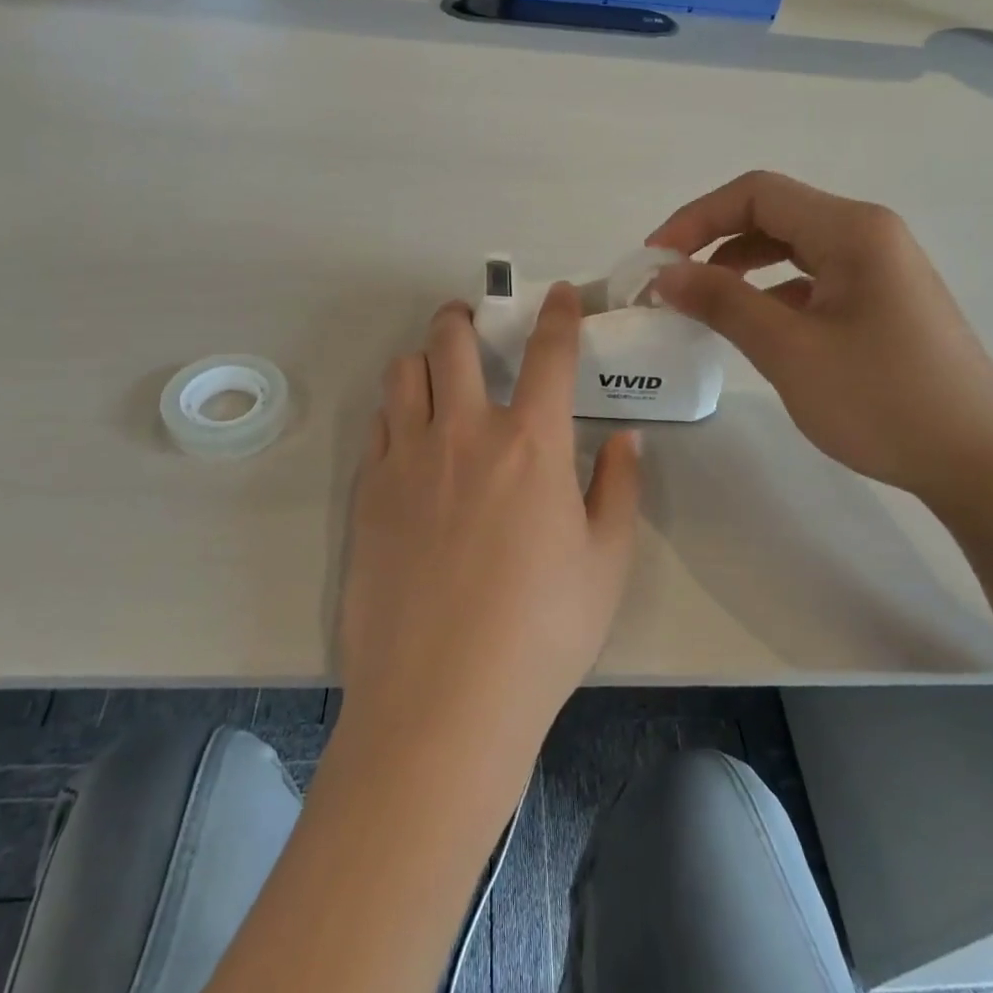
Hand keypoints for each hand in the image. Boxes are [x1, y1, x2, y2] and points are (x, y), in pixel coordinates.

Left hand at [338, 287, 641, 758]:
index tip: (557, 294)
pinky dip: (397, 412)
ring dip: (424, 360)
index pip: (548, 354)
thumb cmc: (542, 633)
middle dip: (464, 317)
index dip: (556, 314)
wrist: (443, 698)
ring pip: (403, 373)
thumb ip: (619, 488)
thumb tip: (625, 440)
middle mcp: (464, 433)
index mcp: (531, 444)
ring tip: (437, 377)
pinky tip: (411, 438)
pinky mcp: (368, 491)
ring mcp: (406, 459)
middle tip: (474, 323)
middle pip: (452, 341)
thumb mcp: (607, 562)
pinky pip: (378, 424)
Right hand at [648, 171, 992, 509]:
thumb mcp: (790, 350)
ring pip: (793, 248)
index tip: (654, 260)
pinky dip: (771, 292)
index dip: (696, 218)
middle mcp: (869, 235)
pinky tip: (753, 326)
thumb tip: (666, 274)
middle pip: (775, 214)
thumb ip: (723, 303)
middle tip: (670, 282)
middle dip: (713, 240)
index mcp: (852, 230)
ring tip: (701, 304)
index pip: (757, 194)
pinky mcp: (881, 303)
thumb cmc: (881, 400)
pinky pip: (813, 280)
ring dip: (740, 267)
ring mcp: (880, 270)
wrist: (977, 460)